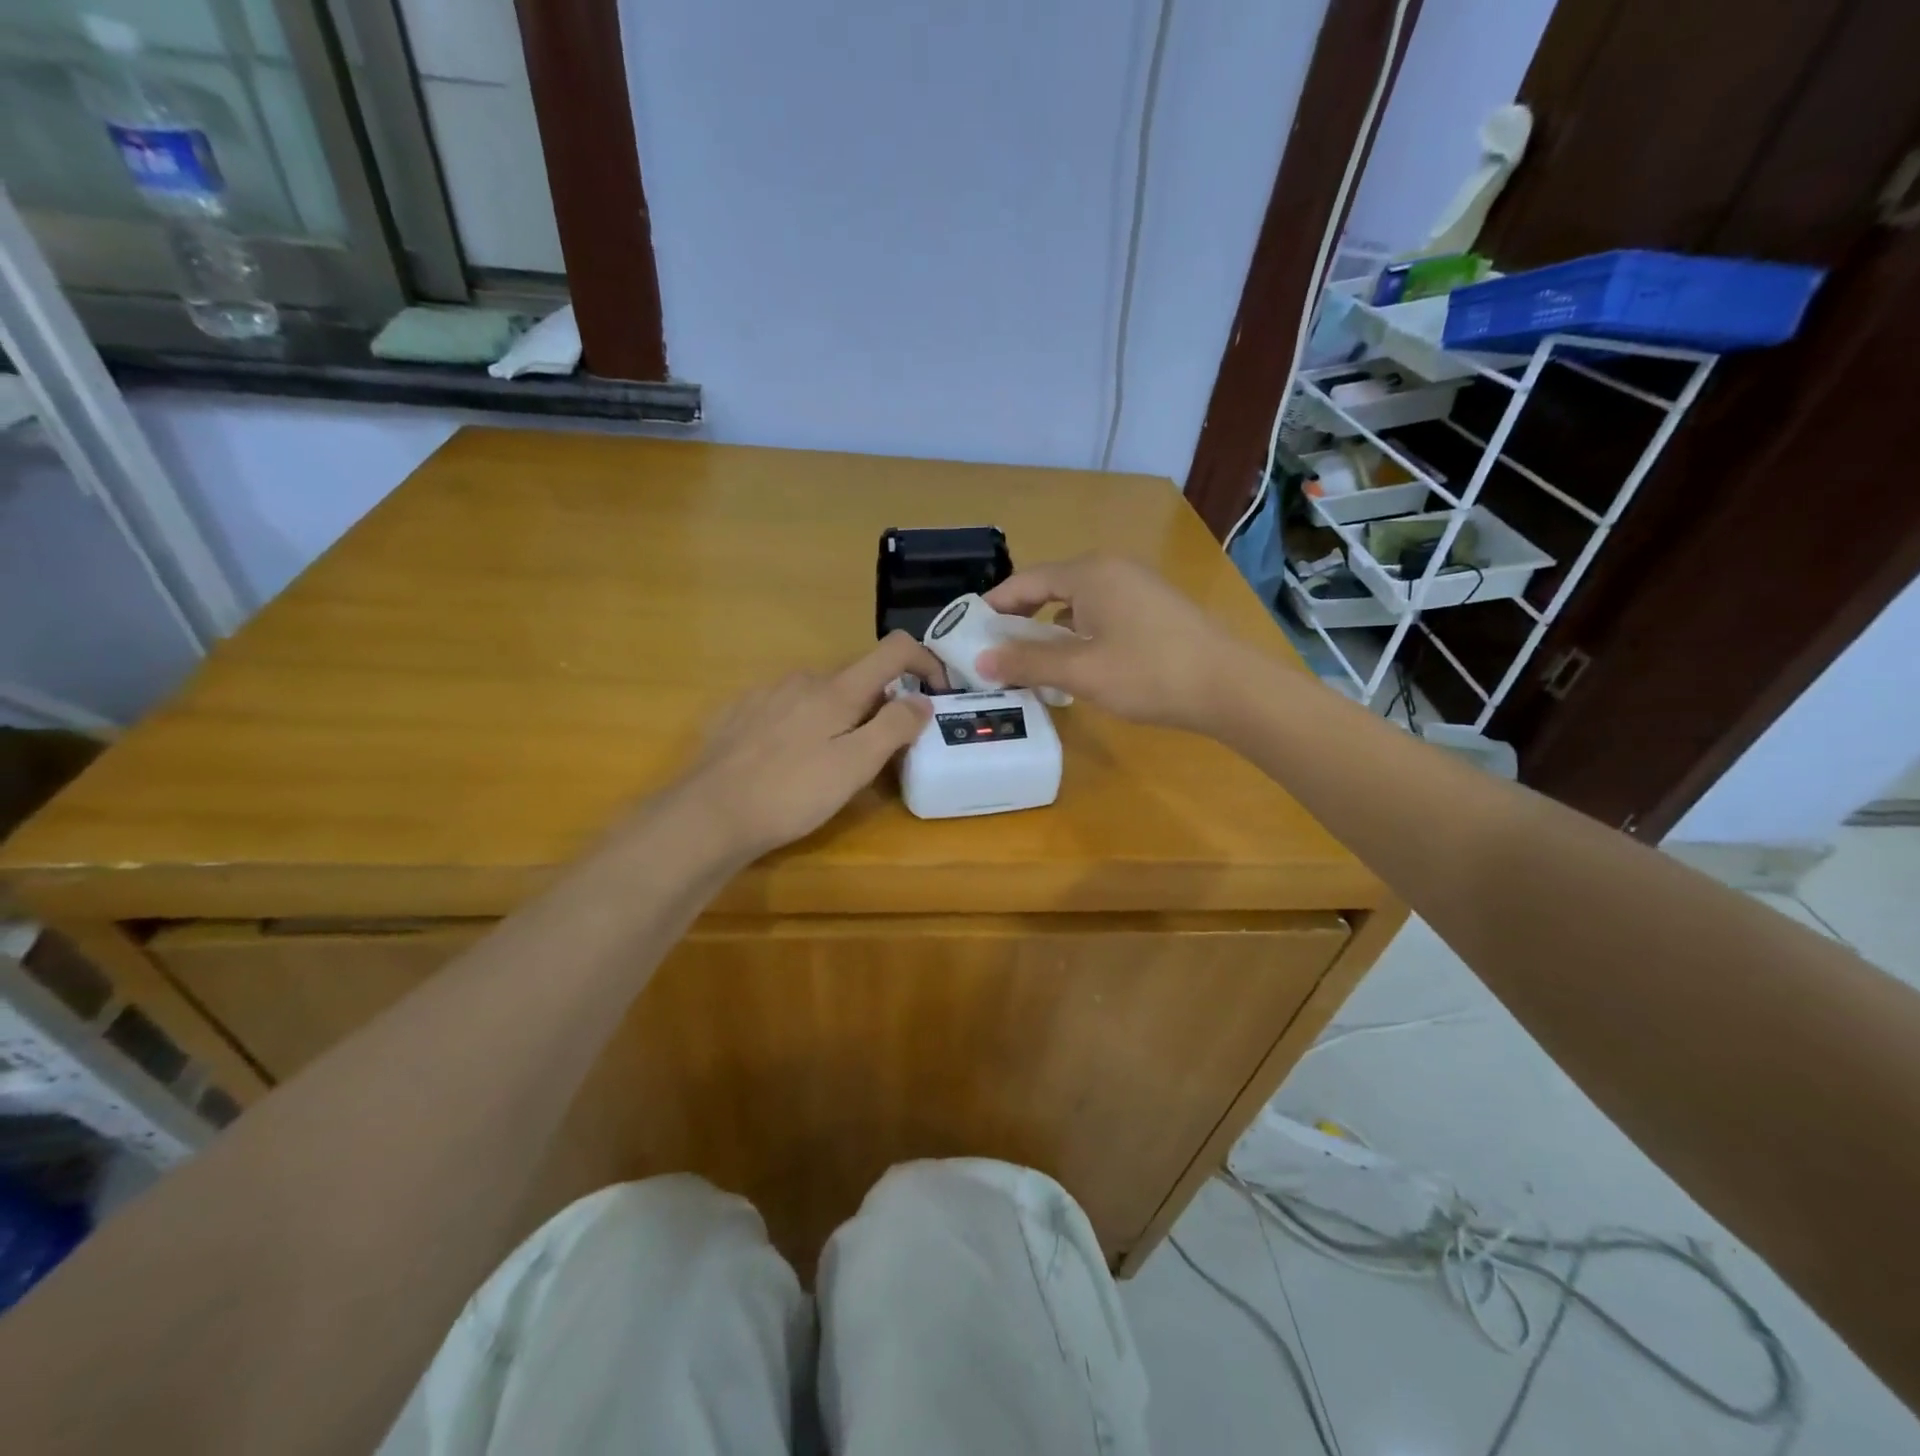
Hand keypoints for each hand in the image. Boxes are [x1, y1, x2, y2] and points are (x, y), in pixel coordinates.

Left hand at [669, 632, 945, 862]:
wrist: (708, 814)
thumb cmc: (791, 793)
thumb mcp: (855, 766)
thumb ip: (894, 728)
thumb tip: (922, 699)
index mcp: (837, 689)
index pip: (894, 649)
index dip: (926, 661)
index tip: (939, 693)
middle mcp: (803, 679)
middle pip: (858, 679)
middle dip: (880, 706)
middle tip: (883, 753)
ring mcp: (767, 694)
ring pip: (821, 695)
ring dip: (841, 718)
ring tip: (833, 764)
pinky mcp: (740, 714)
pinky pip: (788, 709)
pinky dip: (806, 725)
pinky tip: (791, 762)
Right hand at [979, 556, 1245, 731]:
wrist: (1230, 687)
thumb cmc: (1149, 673)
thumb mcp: (1081, 671)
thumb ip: (1028, 663)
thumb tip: (981, 662)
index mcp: (1090, 573)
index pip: (1026, 581)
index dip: (994, 606)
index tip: (969, 631)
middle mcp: (1112, 570)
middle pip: (1051, 588)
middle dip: (1020, 619)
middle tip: (995, 650)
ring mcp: (1138, 587)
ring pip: (1078, 603)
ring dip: (1050, 629)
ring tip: (1029, 662)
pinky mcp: (1155, 608)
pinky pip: (1102, 613)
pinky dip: (1079, 633)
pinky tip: (1076, 662)